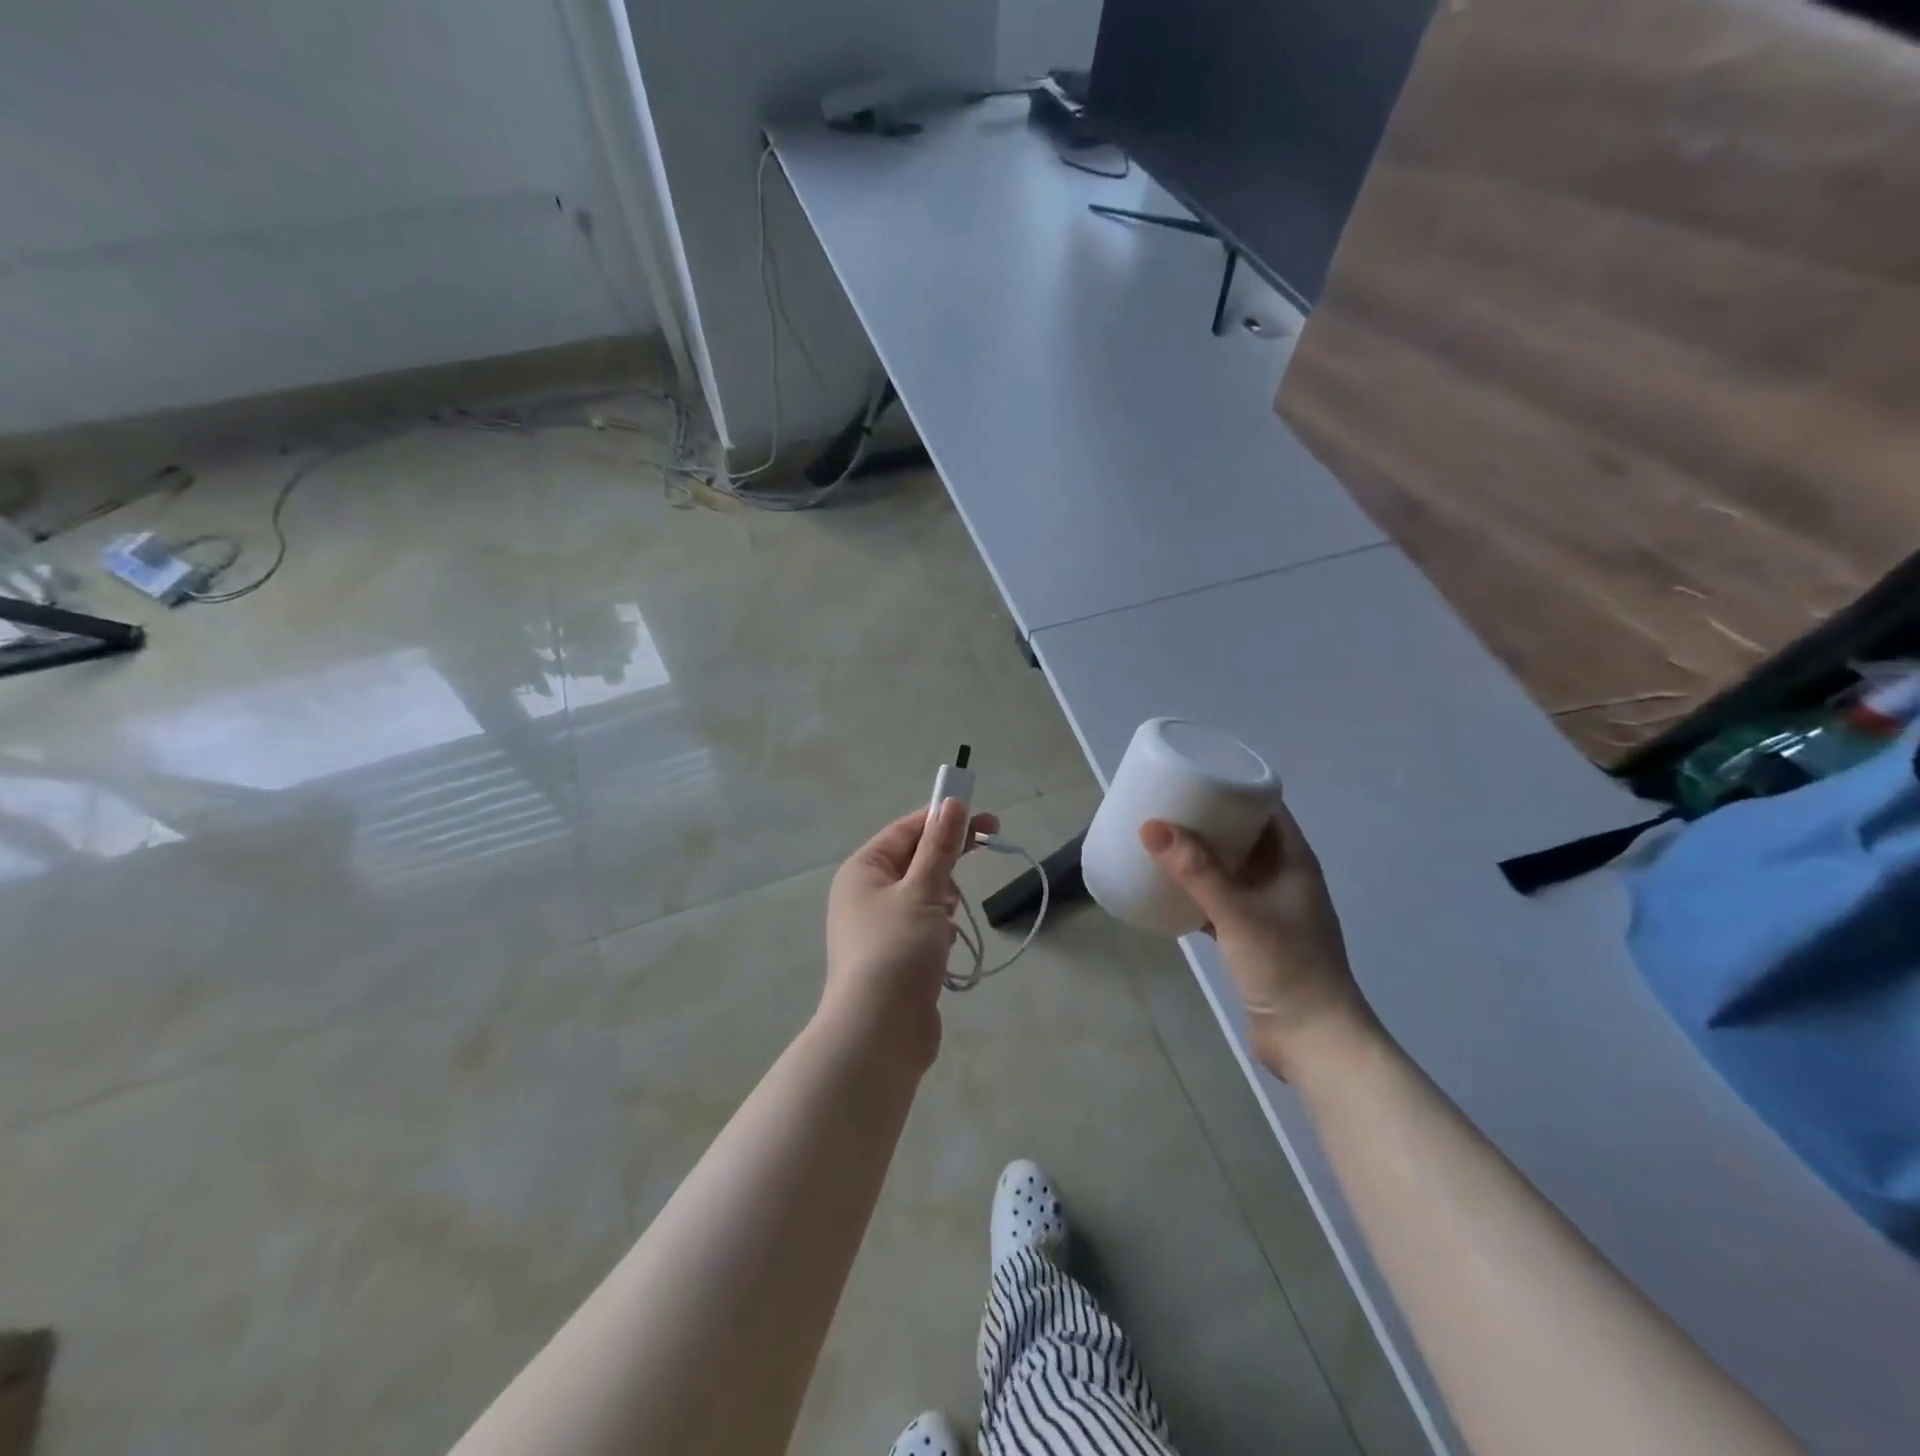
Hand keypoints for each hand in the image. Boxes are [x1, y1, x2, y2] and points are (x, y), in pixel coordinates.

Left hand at [823, 798, 998, 1066]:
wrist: (879, 1032)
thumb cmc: (897, 949)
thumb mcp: (923, 890)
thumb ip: (940, 847)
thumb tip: (951, 804)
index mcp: (863, 870)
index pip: (907, 830)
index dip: (945, 819)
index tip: (985, 819)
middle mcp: (865, 894)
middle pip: (915, 859)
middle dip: (948, 856)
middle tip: (989, 844)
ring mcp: (878, 927)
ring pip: (922, 893)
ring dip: (944, 896)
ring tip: (949, 916)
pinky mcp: (894, 956)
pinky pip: (923, 925)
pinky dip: (939, 927)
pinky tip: (947, 945)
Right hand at [1140, 806, 1376, 1079]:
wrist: (1312, 1040)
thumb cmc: (1285, 966)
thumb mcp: (1238, 912)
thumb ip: (1196, 870)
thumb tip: (1151, 827)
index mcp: (1293, 861)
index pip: (1266, 809)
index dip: (1234, 789)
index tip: (1195, 776)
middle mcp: (1283, 878)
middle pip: (1243, 836)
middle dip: (1208, 821)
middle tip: (1165, 807)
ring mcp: (1269, 910)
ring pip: (1229, 870)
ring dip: (1200, 857)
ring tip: (1159, 842)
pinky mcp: (1252, 938)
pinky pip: (1219, 901)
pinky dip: (1196, 892)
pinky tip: (1166, 890)